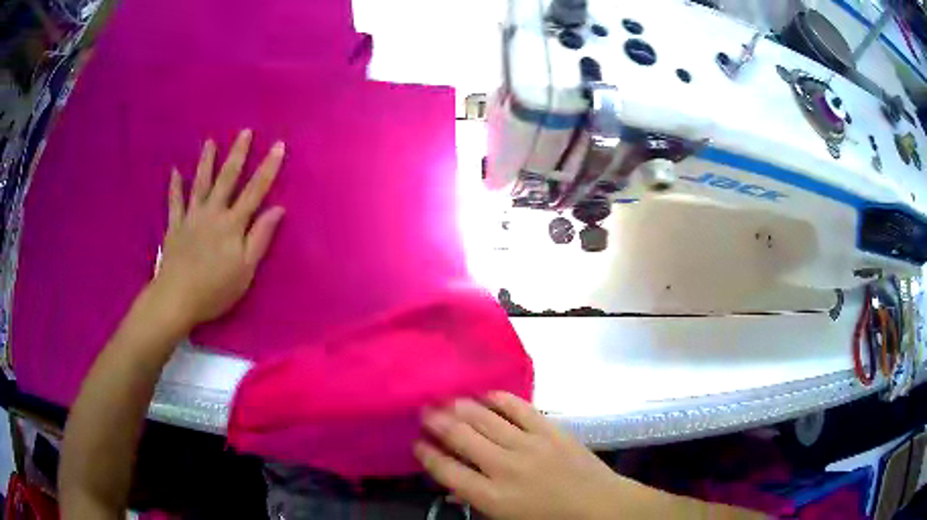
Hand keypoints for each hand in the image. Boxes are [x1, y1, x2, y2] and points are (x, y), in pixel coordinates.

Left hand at [152, 129, 285, 327]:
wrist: (177, 298)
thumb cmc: (215, 289)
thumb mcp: (246, 269)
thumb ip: (260, 237)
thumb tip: (278, 209)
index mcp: (232, 224)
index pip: (255, 190)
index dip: (268, 167)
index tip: (278, 145)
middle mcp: (213, 213)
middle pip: (227, 178)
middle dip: (238, 154)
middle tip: (244, 132)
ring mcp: (191, 217)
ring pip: (200, 183)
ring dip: (206, 161)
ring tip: (210, 142)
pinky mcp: (175, 226)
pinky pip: (174, 202)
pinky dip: (174, 186)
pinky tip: (175, 171)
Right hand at [416, 392, 625, 519]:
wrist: (599, 506)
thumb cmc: (550, 519)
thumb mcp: (507, 519)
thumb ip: (477, 500)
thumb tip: (454, 486)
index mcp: (492, 496)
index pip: (447, 471)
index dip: (427, 454)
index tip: (416, 443)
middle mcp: (504, 467)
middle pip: (461, 437)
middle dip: (437, 422)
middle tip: (423, 411)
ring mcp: (529, 444)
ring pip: (485, 418)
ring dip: (460, 406)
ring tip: (445, 399)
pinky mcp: (550, 430)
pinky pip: (519, 408)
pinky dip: (500, 399)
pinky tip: (486, 394)